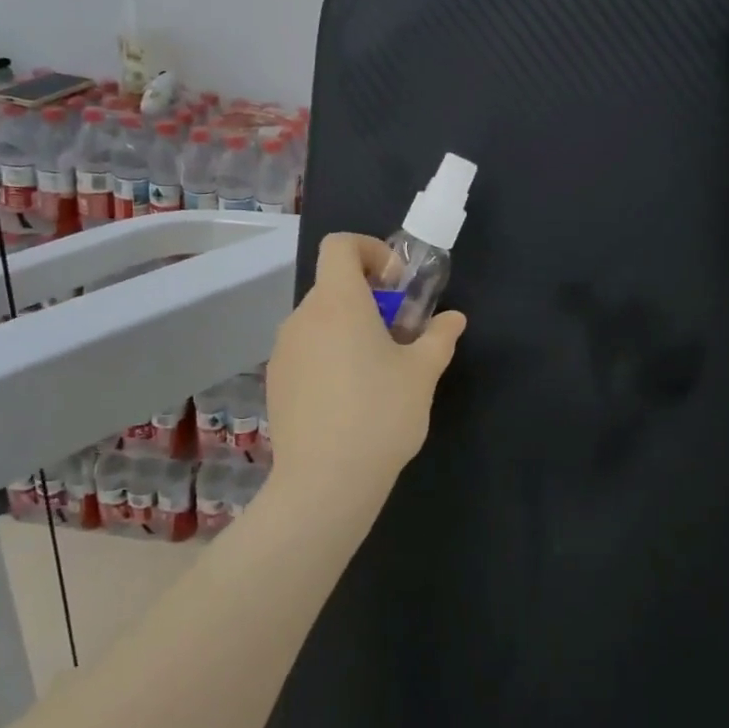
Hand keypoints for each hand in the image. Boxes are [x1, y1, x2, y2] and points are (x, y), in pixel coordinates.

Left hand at [265, 233, 465, 517]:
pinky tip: (349, 398)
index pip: (339, 246)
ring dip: (349, 328)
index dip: (369, 250)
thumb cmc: (380, 414)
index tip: (396, 284)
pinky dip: (329, 355)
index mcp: (339, 303)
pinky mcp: (275, 381)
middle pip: (333, 286)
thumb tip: (453, 319)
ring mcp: (283, 351)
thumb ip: (439, 337)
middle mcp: (303, 318)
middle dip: (369, 297)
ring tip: (377, 370)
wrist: (325, 482)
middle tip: (399, 334)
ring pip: (320, 321)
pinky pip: (306, 350)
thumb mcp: (422, 373)